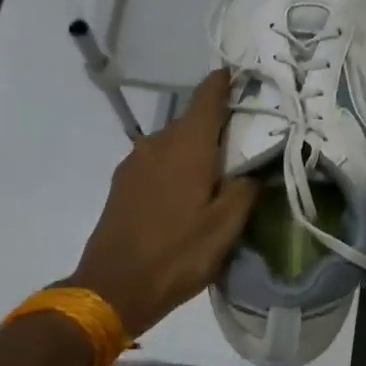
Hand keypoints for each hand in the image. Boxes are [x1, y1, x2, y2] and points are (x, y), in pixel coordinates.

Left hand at [68, 70, 259, 338]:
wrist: (112, 288)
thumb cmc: (178, 254)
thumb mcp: (225, 226)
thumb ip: (245, 188)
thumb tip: (253, 167)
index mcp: (187, 145)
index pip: (207, 96)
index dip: (224, 82)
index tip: (241, 76)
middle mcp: (157, 142)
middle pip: (192, 122)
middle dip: (216, 128)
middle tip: (243, 146)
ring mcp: (135, 162)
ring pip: (173, 144)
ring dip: (195, 152)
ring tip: (216, 176)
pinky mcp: (122, 182)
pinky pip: (157, 162)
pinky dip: (175, 167)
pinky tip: (186, 195)